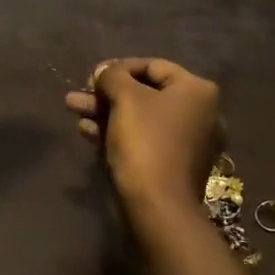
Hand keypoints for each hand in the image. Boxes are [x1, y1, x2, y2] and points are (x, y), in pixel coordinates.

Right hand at [65, 58, 225, 228]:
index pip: (152, 66)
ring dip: (105, 112)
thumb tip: (105, 71)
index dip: (118, 67)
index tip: (92, 76)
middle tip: (79, 94)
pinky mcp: (175, 165)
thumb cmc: (145, 142)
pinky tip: (87, 132)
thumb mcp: (124, 98)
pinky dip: (118, 132)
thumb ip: (112, 76)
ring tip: (73, 109)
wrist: (158, 207)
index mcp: (198, 91)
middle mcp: (201, 113)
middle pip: (145, 93)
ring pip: (141, 117)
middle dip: (107, 93)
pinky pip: (145, 139)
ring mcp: (189, 142)